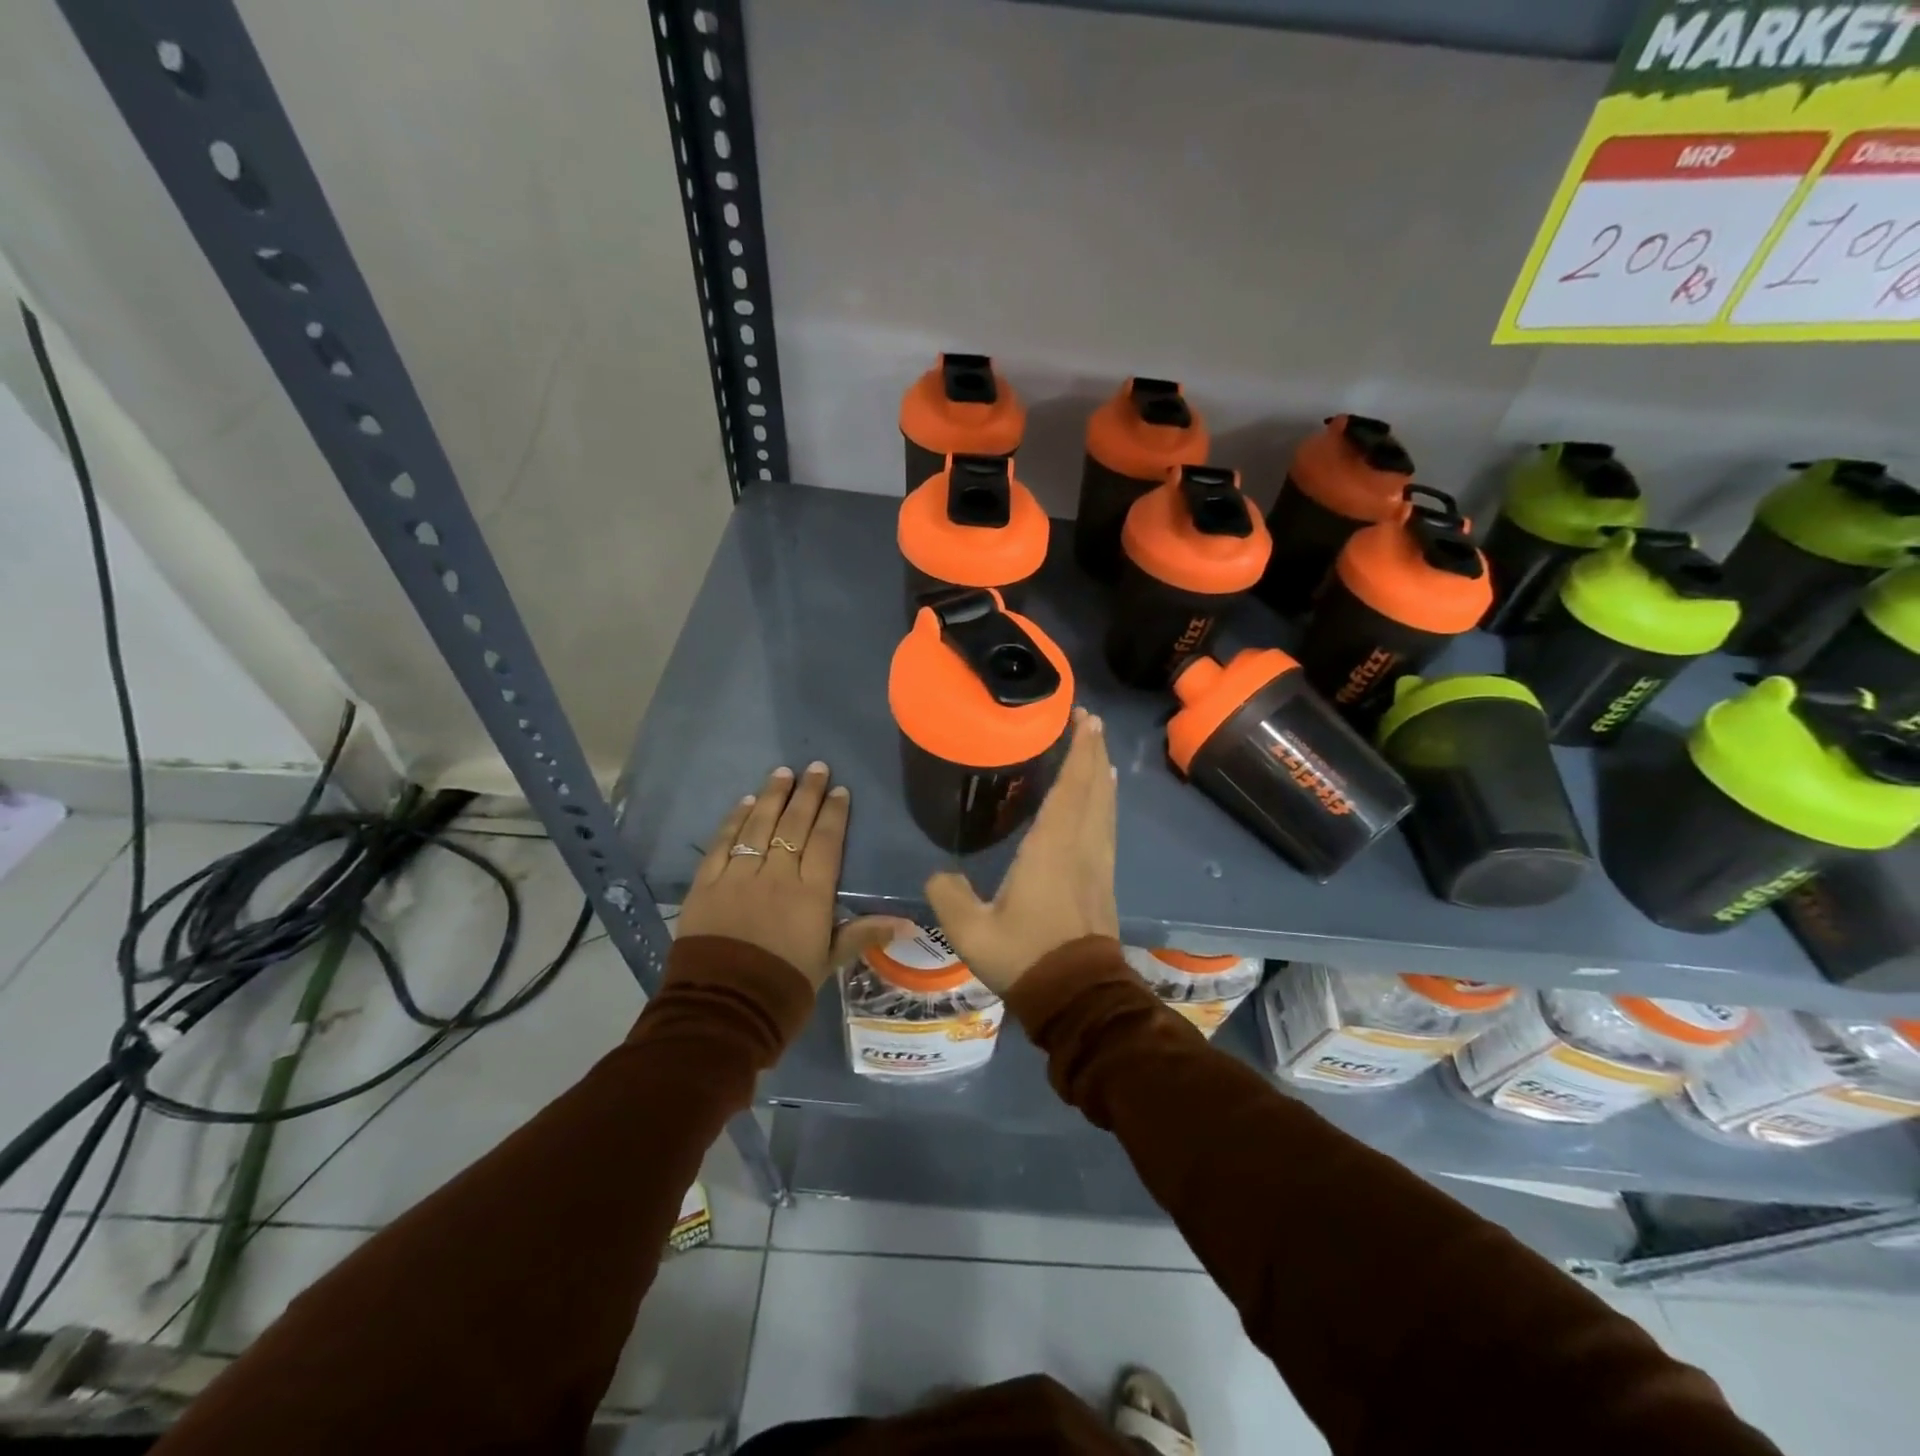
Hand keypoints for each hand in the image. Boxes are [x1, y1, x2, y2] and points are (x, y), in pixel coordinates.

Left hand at [679, 762, 913, 989]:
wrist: (723, 1011)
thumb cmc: (784, 988)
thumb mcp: (828, 962)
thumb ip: (863, 934)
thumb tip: (909, 923)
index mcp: (811, 895)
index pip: (825, 842)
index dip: (833, 814)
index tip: (839, 790)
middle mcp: (777, 876)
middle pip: (793, 825)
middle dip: (806, 793)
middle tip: (814, 767)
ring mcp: (739, 877)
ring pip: (758, 826)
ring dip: (771, 797)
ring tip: (781, 772)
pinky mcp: (707, 885)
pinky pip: (722, 844)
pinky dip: (734, 821)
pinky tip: (745, 803)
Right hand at [925, 711, 1118, 994]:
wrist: (1078, 998)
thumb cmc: (1026, 956)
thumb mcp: (972, 930)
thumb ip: (948, 895)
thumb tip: (938, 875)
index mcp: (1053, 847)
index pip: (1071, 787)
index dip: (1079, 751)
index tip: (1085, 719)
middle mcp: (1082, 846)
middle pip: (1094, 789)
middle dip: (1094, 752)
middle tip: (1091, 722)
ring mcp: (1098, 864)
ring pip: (1105, 807)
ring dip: (1102, 776)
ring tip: (1098, 753)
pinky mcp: (1104, 882)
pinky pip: (1106, 827)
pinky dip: (1104, 803)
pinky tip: (1101, 803)